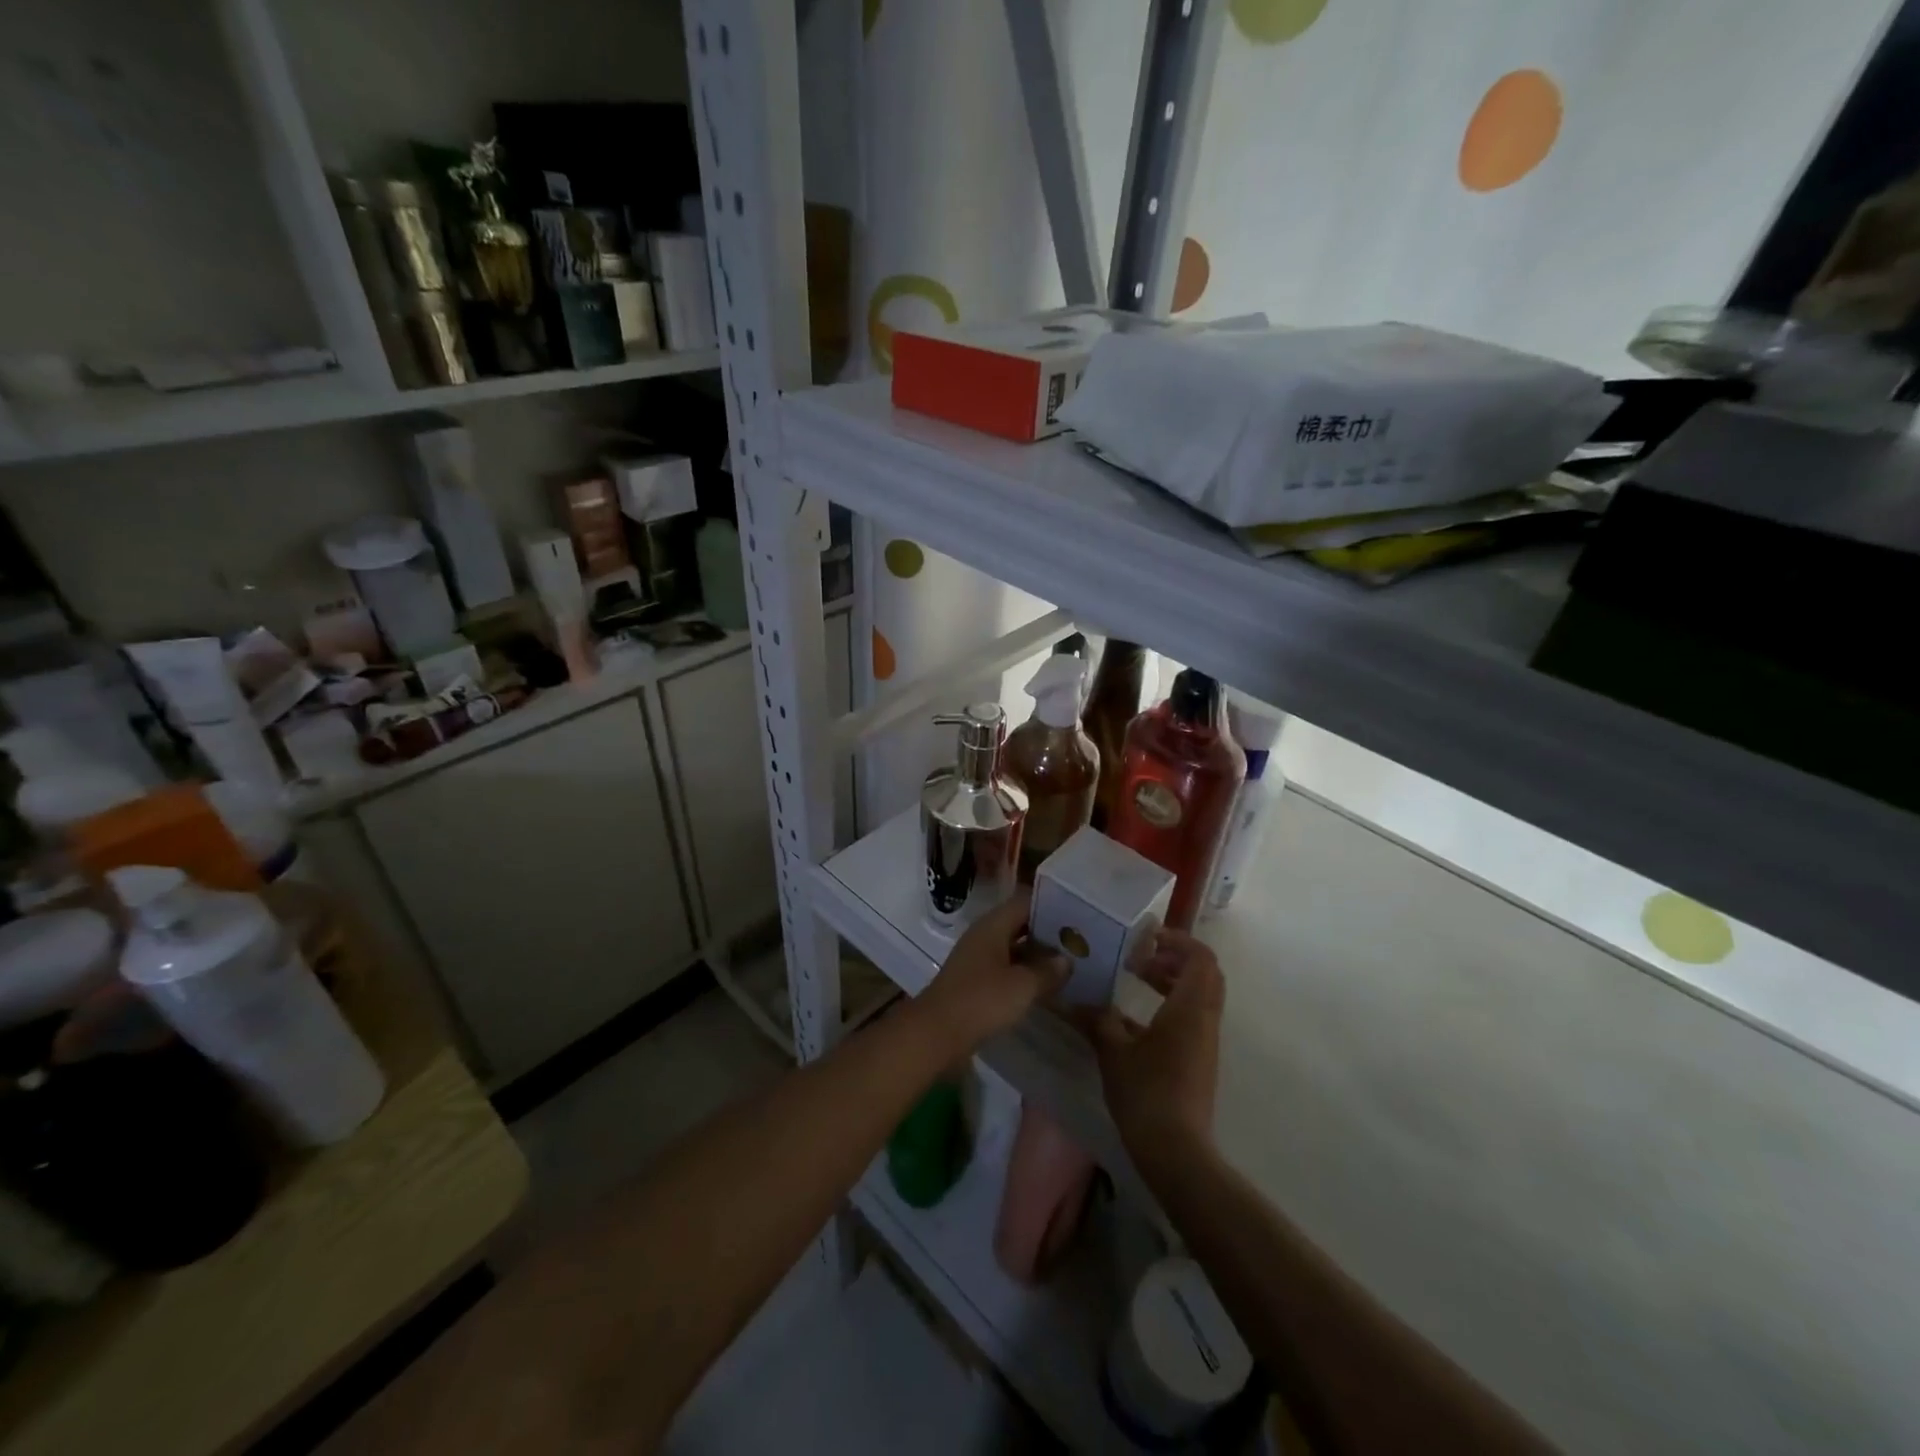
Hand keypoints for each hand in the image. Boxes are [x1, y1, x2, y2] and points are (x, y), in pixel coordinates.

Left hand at [916, 891, 1068, 1053]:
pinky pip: (1006, 969)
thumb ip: (1048, 970)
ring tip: (1070, 964)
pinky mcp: (975, 982)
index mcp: (992, 925)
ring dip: (1037, 956)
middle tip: (1079, 941)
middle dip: (1047, 932)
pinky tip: (1046, 987)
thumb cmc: (981, 1000)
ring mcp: (978, 959)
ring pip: (1013, 949)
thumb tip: (1067, 960)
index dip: (1050, 905)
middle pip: (1019, 924)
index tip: (1077, 914)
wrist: (937, 1033)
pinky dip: (1024, 974)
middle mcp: (984, 936)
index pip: (1025, 901)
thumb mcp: (1022, 986)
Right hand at [1084, 927, 1223, 1167]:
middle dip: (1174, 958)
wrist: (1177, 1151)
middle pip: (1204, 974)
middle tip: (1141, 957)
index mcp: (1189, 1008)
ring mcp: (1205, 1042)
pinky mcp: (1200, 1060)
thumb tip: (1075, 1000)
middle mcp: (1204, 1019)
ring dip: (1172, 981)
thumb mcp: (1113, 1051)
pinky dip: (1170, 1005)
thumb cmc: (1146, 1092)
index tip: (1146, 938)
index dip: (1178, 940)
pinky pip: (1192, 1018)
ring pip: (1199, 996)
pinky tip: (1135, 1019)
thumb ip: (1098, 1019)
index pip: (1201, 958)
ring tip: (1136, 980)